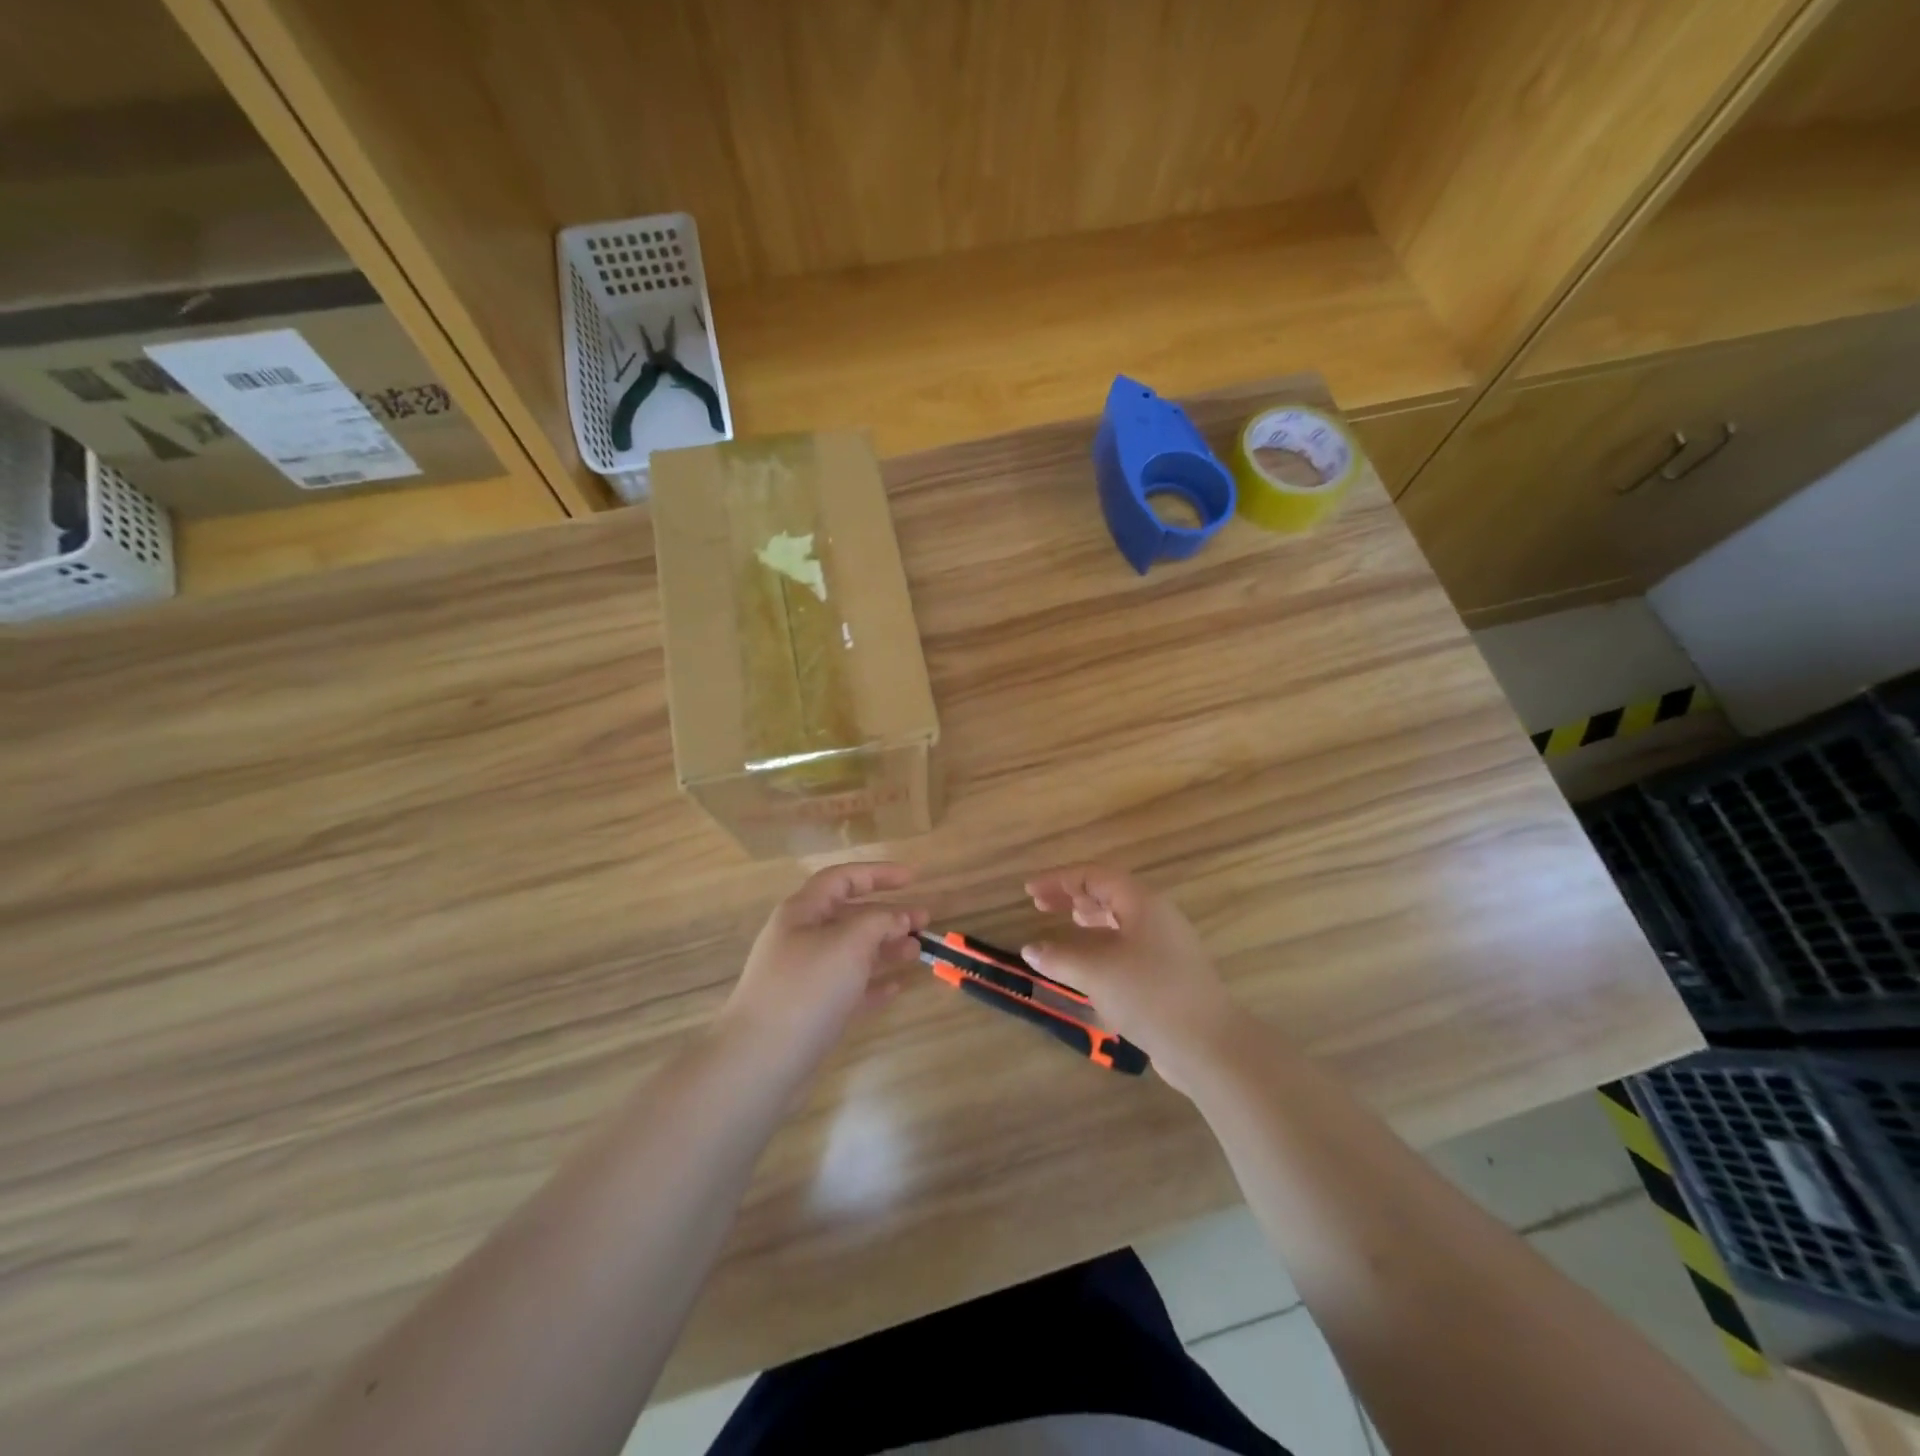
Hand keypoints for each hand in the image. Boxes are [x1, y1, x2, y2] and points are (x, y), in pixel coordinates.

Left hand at [721, 862, 928, 1067]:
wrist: (761, 1062)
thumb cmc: (806, 988)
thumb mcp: (848, 943)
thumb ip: (879, 922)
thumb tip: (899, 917)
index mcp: (803, 913)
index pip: (842, 879)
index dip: (877, 873)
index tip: (913, 878)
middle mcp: (802, 939)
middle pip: (850, 916)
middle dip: (888, 915)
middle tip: (925, 921)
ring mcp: (806, 978)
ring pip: (852, 953)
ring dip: (885, 948)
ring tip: (917, 952)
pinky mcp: (812, 1013)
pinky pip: (849, 990)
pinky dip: (873, 985)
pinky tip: (896, 988)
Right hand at [1022, 865, 1235, 1093]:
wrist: (1209, 1046)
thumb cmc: (1150, 996)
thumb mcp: (1097, 974)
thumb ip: (1059, 958)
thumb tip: (1030, 949)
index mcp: (1142, 903)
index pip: (1094, 876)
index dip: (1059, 880)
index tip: (1029, 891)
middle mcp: (1156, 916)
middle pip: (1109, 893)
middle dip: (1073, 896)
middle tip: (1039, 904)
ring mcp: (1166, 945)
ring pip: (1121, 919)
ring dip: (1090, 918)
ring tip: (1066, 922)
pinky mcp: (1168, 972)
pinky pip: (1129, 944)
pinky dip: (1104, 944)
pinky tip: (1090, 962)